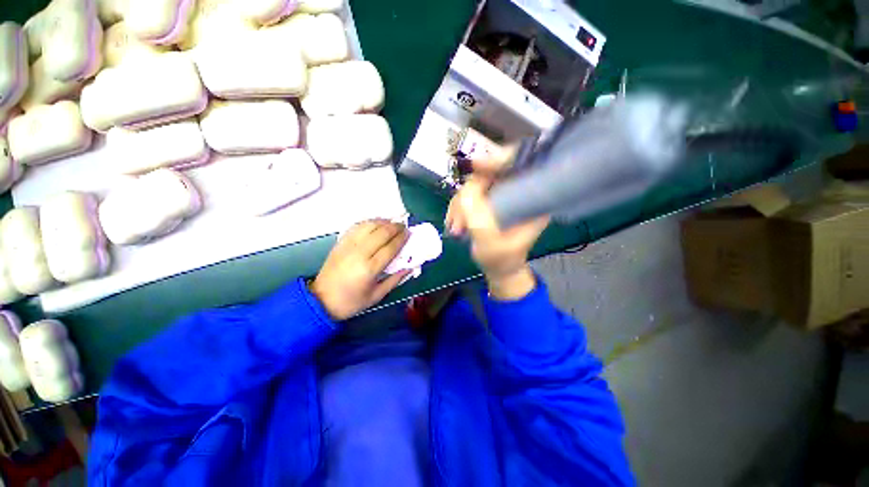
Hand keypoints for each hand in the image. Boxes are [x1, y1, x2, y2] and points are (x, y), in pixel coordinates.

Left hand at [311, 219, 410, 319]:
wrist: (321, 300)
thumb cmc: (351, 301)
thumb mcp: (377, 296)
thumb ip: (395, 280)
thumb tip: (410, 267)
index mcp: (369, 269)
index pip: (390, 247)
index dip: (401, 238)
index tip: (409, 233)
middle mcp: (359, 253)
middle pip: (381, 233)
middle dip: (395, 227)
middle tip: (403, 227)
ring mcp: (348, 246)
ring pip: (369, 226)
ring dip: (383, 222)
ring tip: (392, 223)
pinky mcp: (340, 242)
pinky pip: (356, 226)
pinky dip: (368, 222)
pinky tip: (376, 223)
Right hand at [444, 147, 549, 299]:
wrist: (499, 269)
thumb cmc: (502, 260)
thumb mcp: (491, 244)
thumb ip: (479, 220)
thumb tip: (466, 192)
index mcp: (532, 198)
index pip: (518, 164)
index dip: (498, 159)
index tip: (476, 165)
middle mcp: (517, 192)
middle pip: (489, 173)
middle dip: (467, 196)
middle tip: (458, 222)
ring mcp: (500, 195)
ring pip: (474, 185)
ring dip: (459, 206)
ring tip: (455, 229)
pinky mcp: (487, 202)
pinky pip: (467, 195)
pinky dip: (457, 208)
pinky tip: (454, 224)